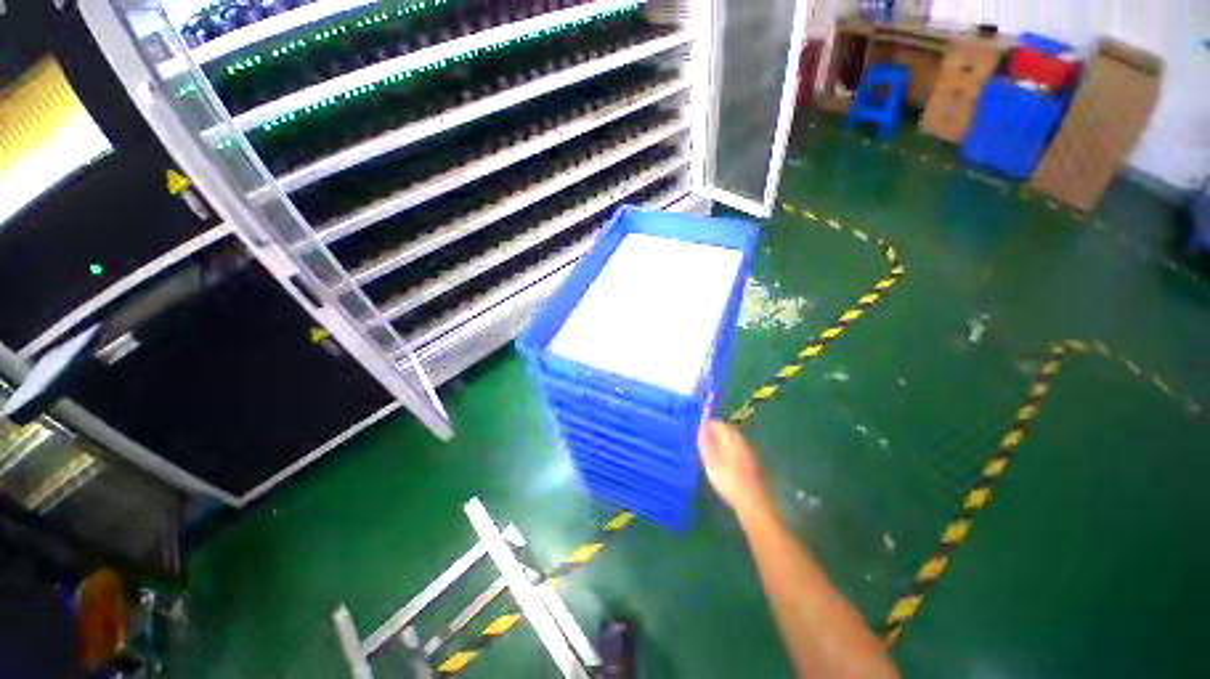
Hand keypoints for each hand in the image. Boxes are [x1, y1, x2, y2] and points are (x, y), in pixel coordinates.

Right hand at [698, 420, 774, 525]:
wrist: (754, 503)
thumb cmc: (729, 482)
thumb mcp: (711, 463)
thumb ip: (705, 444)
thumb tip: (701, 428)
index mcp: (732, 438)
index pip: (718, 423)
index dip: (706, 425)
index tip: (697, 434)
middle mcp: (742, 441)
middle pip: (727, 430)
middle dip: (714, 433)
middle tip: (702, 443)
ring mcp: (750, 451)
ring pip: (733, 440)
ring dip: (721, 442)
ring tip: (711, 454)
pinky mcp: (753, 462)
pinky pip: (738, 449)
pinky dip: (729, 451)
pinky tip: (724, 463)